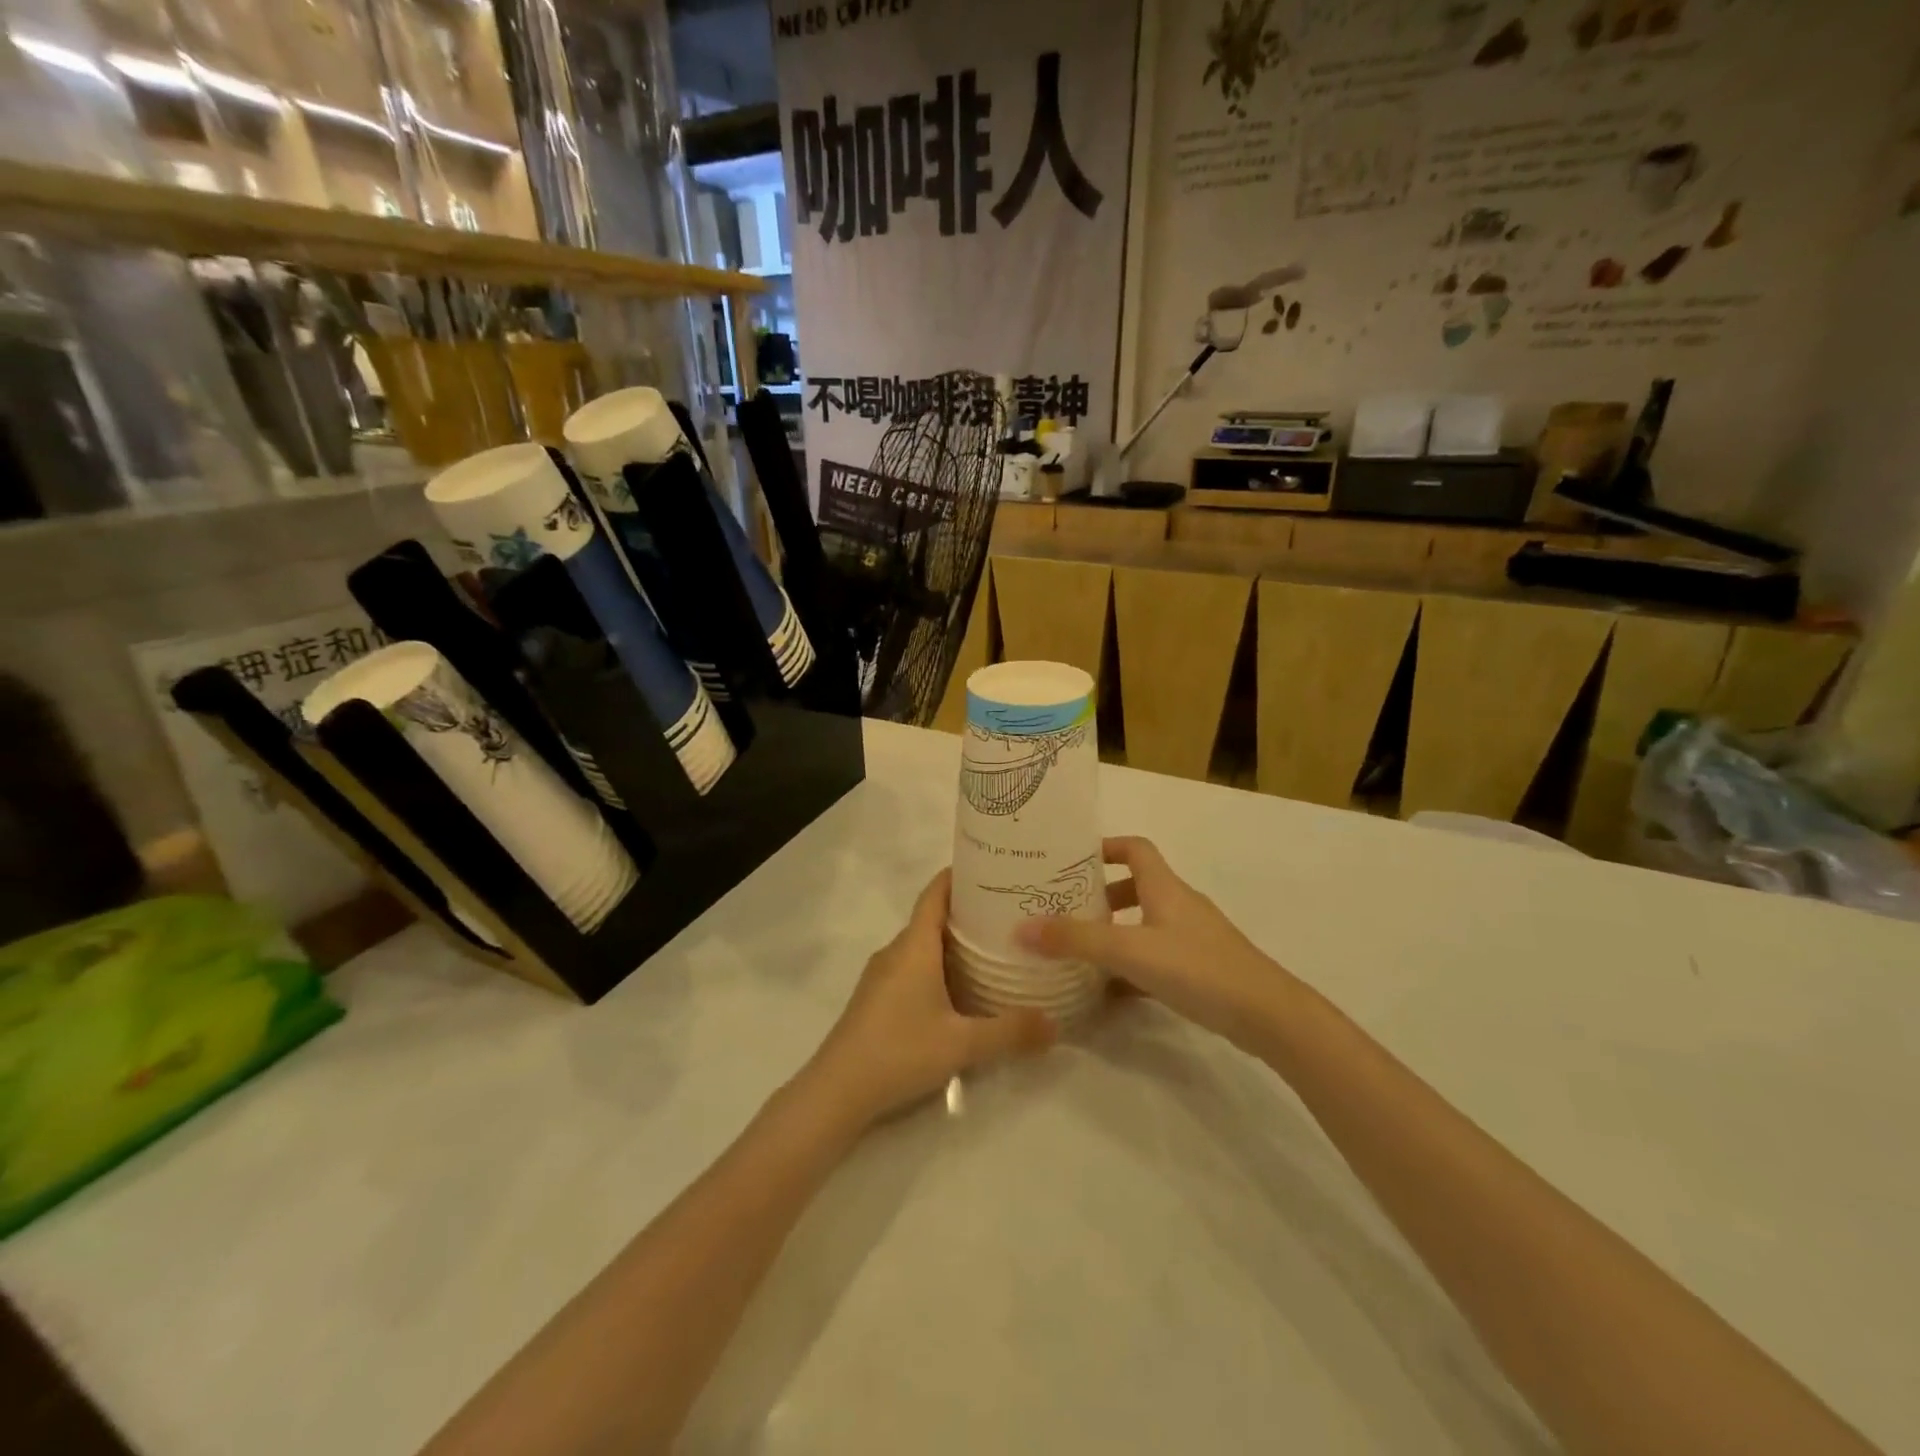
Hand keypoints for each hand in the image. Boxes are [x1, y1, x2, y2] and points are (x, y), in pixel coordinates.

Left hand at [804, 870, 1055, 1126]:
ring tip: (994, 949)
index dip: (959, 875)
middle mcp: (896, 951)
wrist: (836, 1091)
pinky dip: (939, 966)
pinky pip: (913, 967)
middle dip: (968, 912)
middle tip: (1010, 914)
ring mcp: (882, 975)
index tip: (993, 868)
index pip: (935, 893)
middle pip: (933, 917)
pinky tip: (962, 989)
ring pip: (923, 945)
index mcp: (914, 946)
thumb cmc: (899, 1051)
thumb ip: (1010, 1032)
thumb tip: (1056, 1024)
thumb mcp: (962, 1044)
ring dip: (954, 942)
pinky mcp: (877, 998)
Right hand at [1014, 837, 1288, 1050]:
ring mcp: (1193, 938)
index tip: (1070, 861)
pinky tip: (1109, 992)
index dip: (1105, 847)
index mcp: (1165, 887)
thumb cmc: (1197, 968)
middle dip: (1100, 895)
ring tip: (1079, 951)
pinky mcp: (1201, 968)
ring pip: (1145, 924)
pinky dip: (1131, 967)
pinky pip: (1156, 958)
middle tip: (1065, 911)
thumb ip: (1076, 940)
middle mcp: (1179, 904)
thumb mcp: (1129, 950)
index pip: (1134, 848)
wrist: (1267, 1015)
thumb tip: (1021, 928)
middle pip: (1136, 886)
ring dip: (1115, 932)